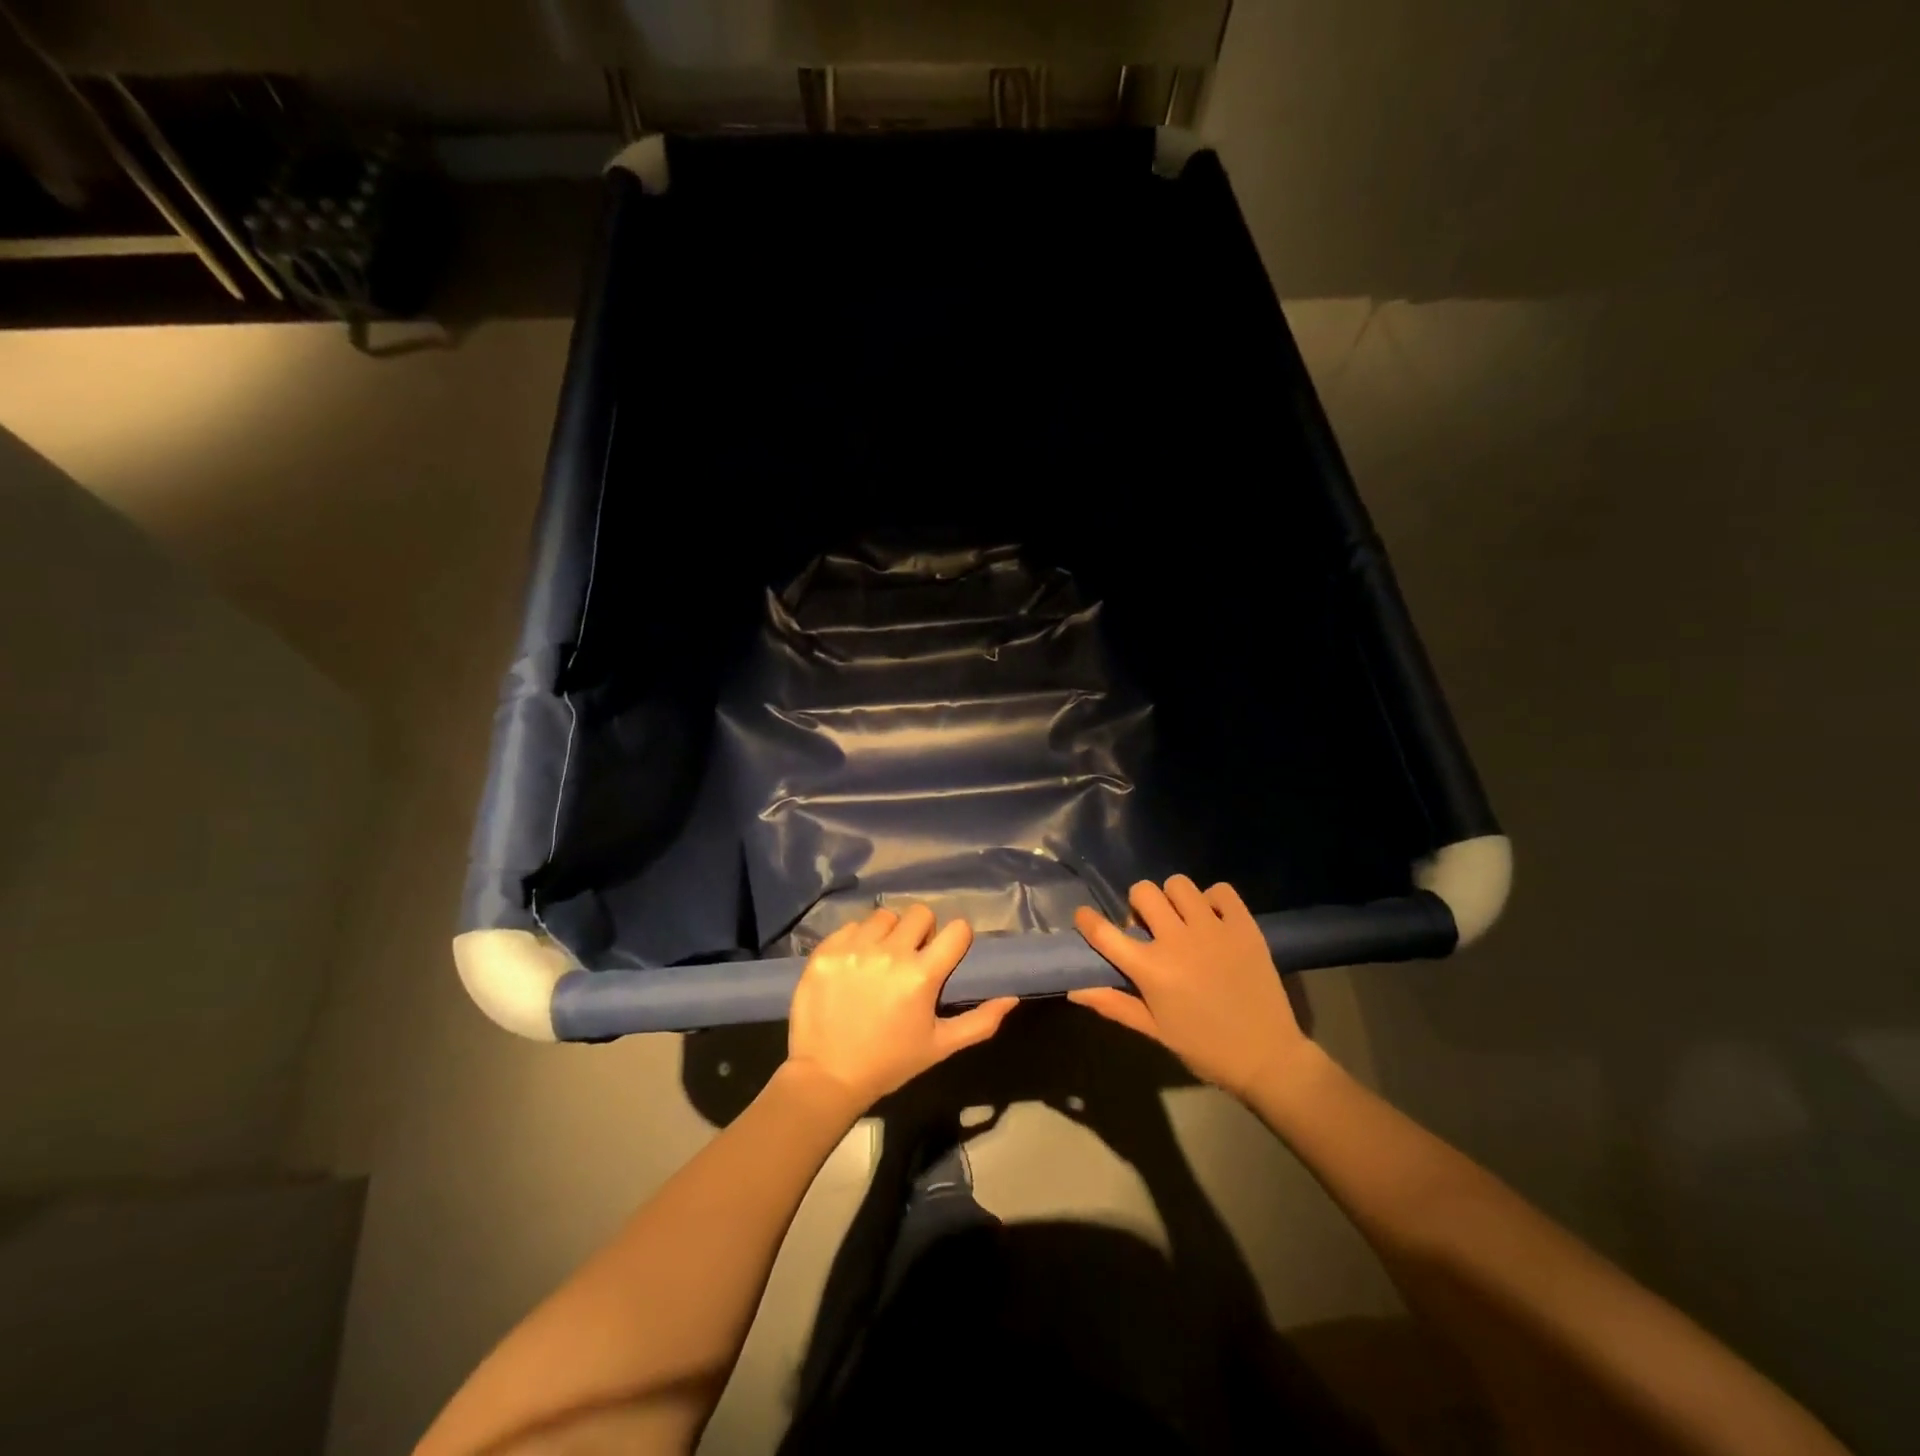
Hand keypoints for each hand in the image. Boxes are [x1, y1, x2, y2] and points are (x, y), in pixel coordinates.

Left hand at [786, 906, 1017, 1109]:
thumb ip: (980, 1021)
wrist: (826, 1076)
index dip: (957, 938)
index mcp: (921, 975)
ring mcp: (854, 949)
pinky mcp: (826, 951)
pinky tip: (854, 965)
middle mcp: (889, 953)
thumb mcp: (940, 1046)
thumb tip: (1011, 997)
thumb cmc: (890, 1062)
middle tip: (913, 956)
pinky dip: (857, 940)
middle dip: (923, 931)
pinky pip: (851, 926)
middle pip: (920, 913)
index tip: (948, 952)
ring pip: (884, 916)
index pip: (956, 929)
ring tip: (881, 959)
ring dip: (888, 933)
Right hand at [1071, 876, 1309, 1098]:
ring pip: (1179, 885)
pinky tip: (1214, 921)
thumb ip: (1114, 1004)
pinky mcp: (1244, 926)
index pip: (1105, 933)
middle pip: (1143, 892)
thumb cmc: (1203, 1048)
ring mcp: (1213, 930)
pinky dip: (1213, 900)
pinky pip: (1221, 890)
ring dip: (1173, 899)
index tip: (1084, 917)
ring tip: (1183, 921)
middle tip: (1150, 927)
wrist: (1267, 1058)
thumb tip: (1074, 989)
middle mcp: (1178, 941)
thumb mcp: (1154, 1030)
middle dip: (1139, 906)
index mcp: (1151, 970)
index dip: (1087, 920)